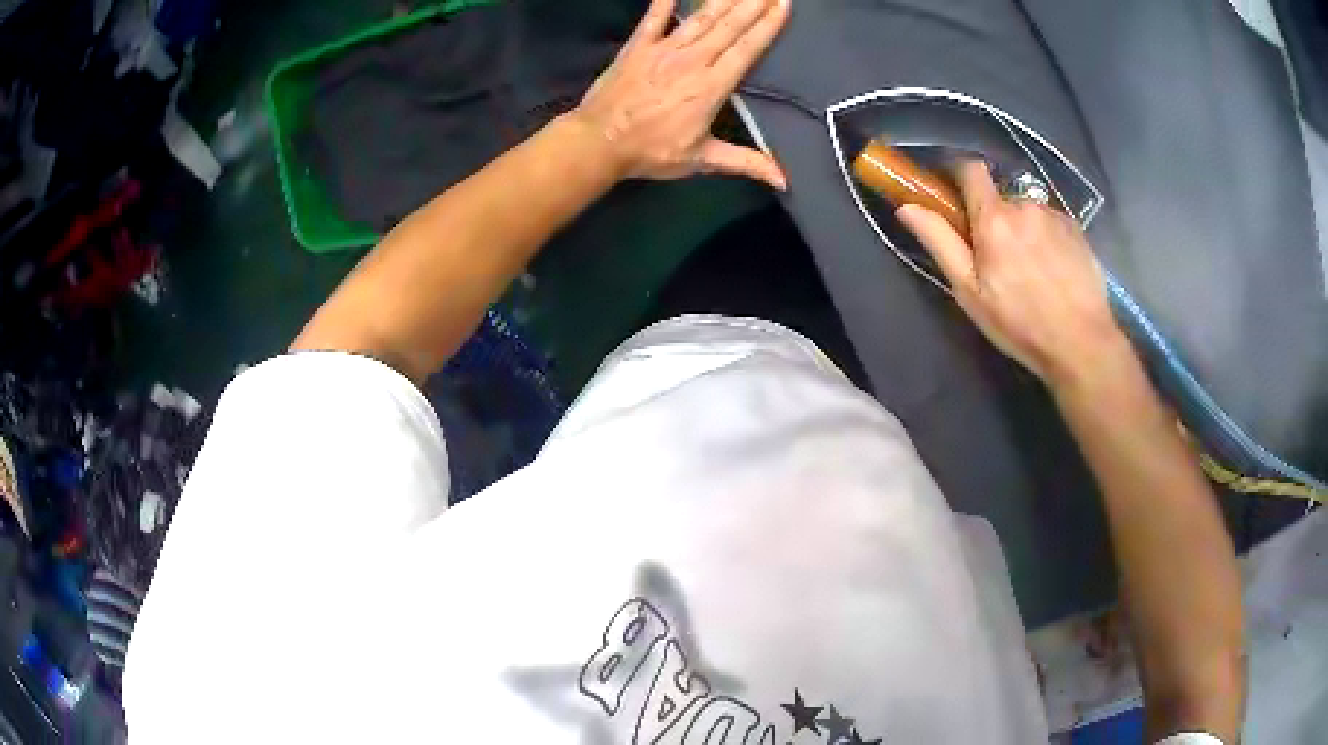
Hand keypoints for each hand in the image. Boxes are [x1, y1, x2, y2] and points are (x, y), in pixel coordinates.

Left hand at [571, 0, 789, 189]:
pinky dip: (665, 1)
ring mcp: (663, 50)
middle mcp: (692, 60)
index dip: (768, 26)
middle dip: (753, 5)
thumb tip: (784, 180)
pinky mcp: (638, 46)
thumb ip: (745, 162)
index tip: (783, 6)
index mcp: (711, 86)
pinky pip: (654, 17)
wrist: (598, 142)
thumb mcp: (701, 160)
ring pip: (700, 18)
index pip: (747, 49)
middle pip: (729, 26)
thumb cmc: (651, 152)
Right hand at [895, 162, 1130, 389]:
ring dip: (1022, 228)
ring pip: (1027, 210)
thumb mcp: (970, 291)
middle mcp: (1025, 205)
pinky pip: (1050, 221)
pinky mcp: (1077, 229)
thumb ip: (940, 242)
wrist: (1081, 343)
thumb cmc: (1019, 323)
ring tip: (1030, 269)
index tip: (955, 198)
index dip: (958, 175)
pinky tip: (1052, 270)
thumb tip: (907, 207)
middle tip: (997, 259)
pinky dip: (1045, 237)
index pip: (970, 169)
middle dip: (993, 217)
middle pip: (1000, 196)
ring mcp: (1054, 215)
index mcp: (994, 217)